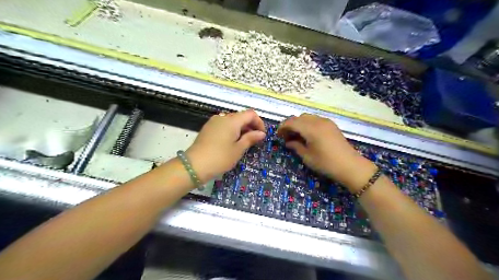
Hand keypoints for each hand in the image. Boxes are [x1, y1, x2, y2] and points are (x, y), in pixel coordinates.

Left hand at [186, 109, 264, 183]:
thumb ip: (250, 138)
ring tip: (243, 143)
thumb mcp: (238, 149)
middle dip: (250, 126)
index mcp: (232, 120)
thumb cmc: (220, 157)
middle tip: (254, 141)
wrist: (194, 165)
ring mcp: (214, 122)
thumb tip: (261, 133)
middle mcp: (223, 117)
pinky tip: (231, 142)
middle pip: (241, 116)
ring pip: (232, 120)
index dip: (259, 122)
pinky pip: (224, 125)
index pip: (250, 114)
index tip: (261, 135)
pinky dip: (232, 130)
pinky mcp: (208, 128)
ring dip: (241, 128)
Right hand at [277, 114, 374, 191]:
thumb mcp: (307, 157)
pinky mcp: (331, 125)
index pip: (291, 122)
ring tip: (297, 136)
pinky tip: (308, 135)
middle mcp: (318, 121)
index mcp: (311, 128)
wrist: (350, 166)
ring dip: (299, 124)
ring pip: (307, 117)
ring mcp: (326, 122)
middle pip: (299, 118)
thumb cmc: (326, 163)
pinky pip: (315, 120)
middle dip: (290, 125)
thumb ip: (296, 146)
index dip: (282, 127)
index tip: (278, 135)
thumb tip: (288, 142)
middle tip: (287, 137)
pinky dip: (308, 124)